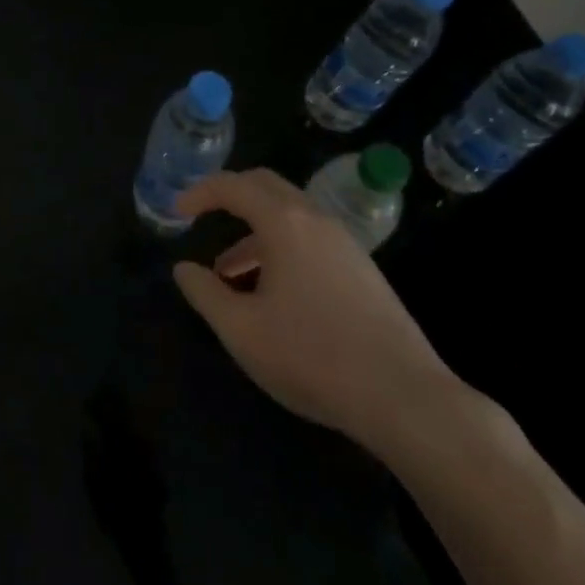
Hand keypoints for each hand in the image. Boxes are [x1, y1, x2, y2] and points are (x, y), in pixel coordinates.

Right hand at [171, 168, 458, 448]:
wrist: (408, 399)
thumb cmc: (315, 357)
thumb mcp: (243, 331)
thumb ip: (205, 294)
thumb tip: (184, 269)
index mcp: (284, 223)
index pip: (232, 185)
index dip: (199, 193)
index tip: (176, 212)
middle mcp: (316, 219)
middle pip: (264, 186)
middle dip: (228, 196)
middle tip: (202, 217)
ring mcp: (345, 243)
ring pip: (289, 215)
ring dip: (253, 230)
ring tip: (229, 273)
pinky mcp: (363, 270)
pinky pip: (310, 238)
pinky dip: (280, 247)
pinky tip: (273, 293)